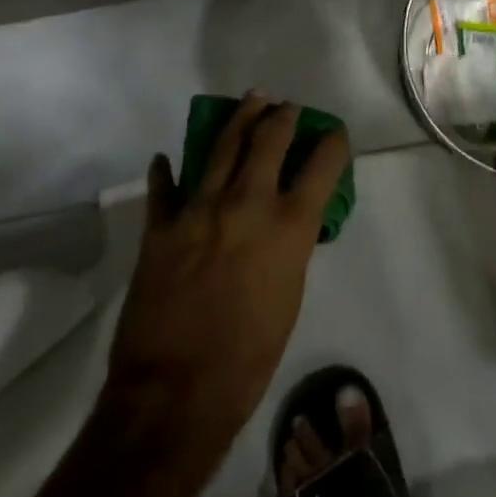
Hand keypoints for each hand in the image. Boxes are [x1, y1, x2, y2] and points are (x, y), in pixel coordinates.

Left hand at [100, 93, 348, 482]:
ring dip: (239, 119)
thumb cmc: (249, 357)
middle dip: (283, 116)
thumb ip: (291, 246)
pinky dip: (166, 171)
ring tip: (251, 101)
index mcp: (289, 225)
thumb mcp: (290, 296)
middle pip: (269, 138)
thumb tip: (287, 223)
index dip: (333, 143)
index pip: (323, 164)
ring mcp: (199, 209)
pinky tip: (166, 158)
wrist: (175, 395)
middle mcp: (247, 203)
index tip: (334, 134)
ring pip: (221, 146)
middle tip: (286, 107)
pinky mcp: (161, 228)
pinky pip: (164, 188)